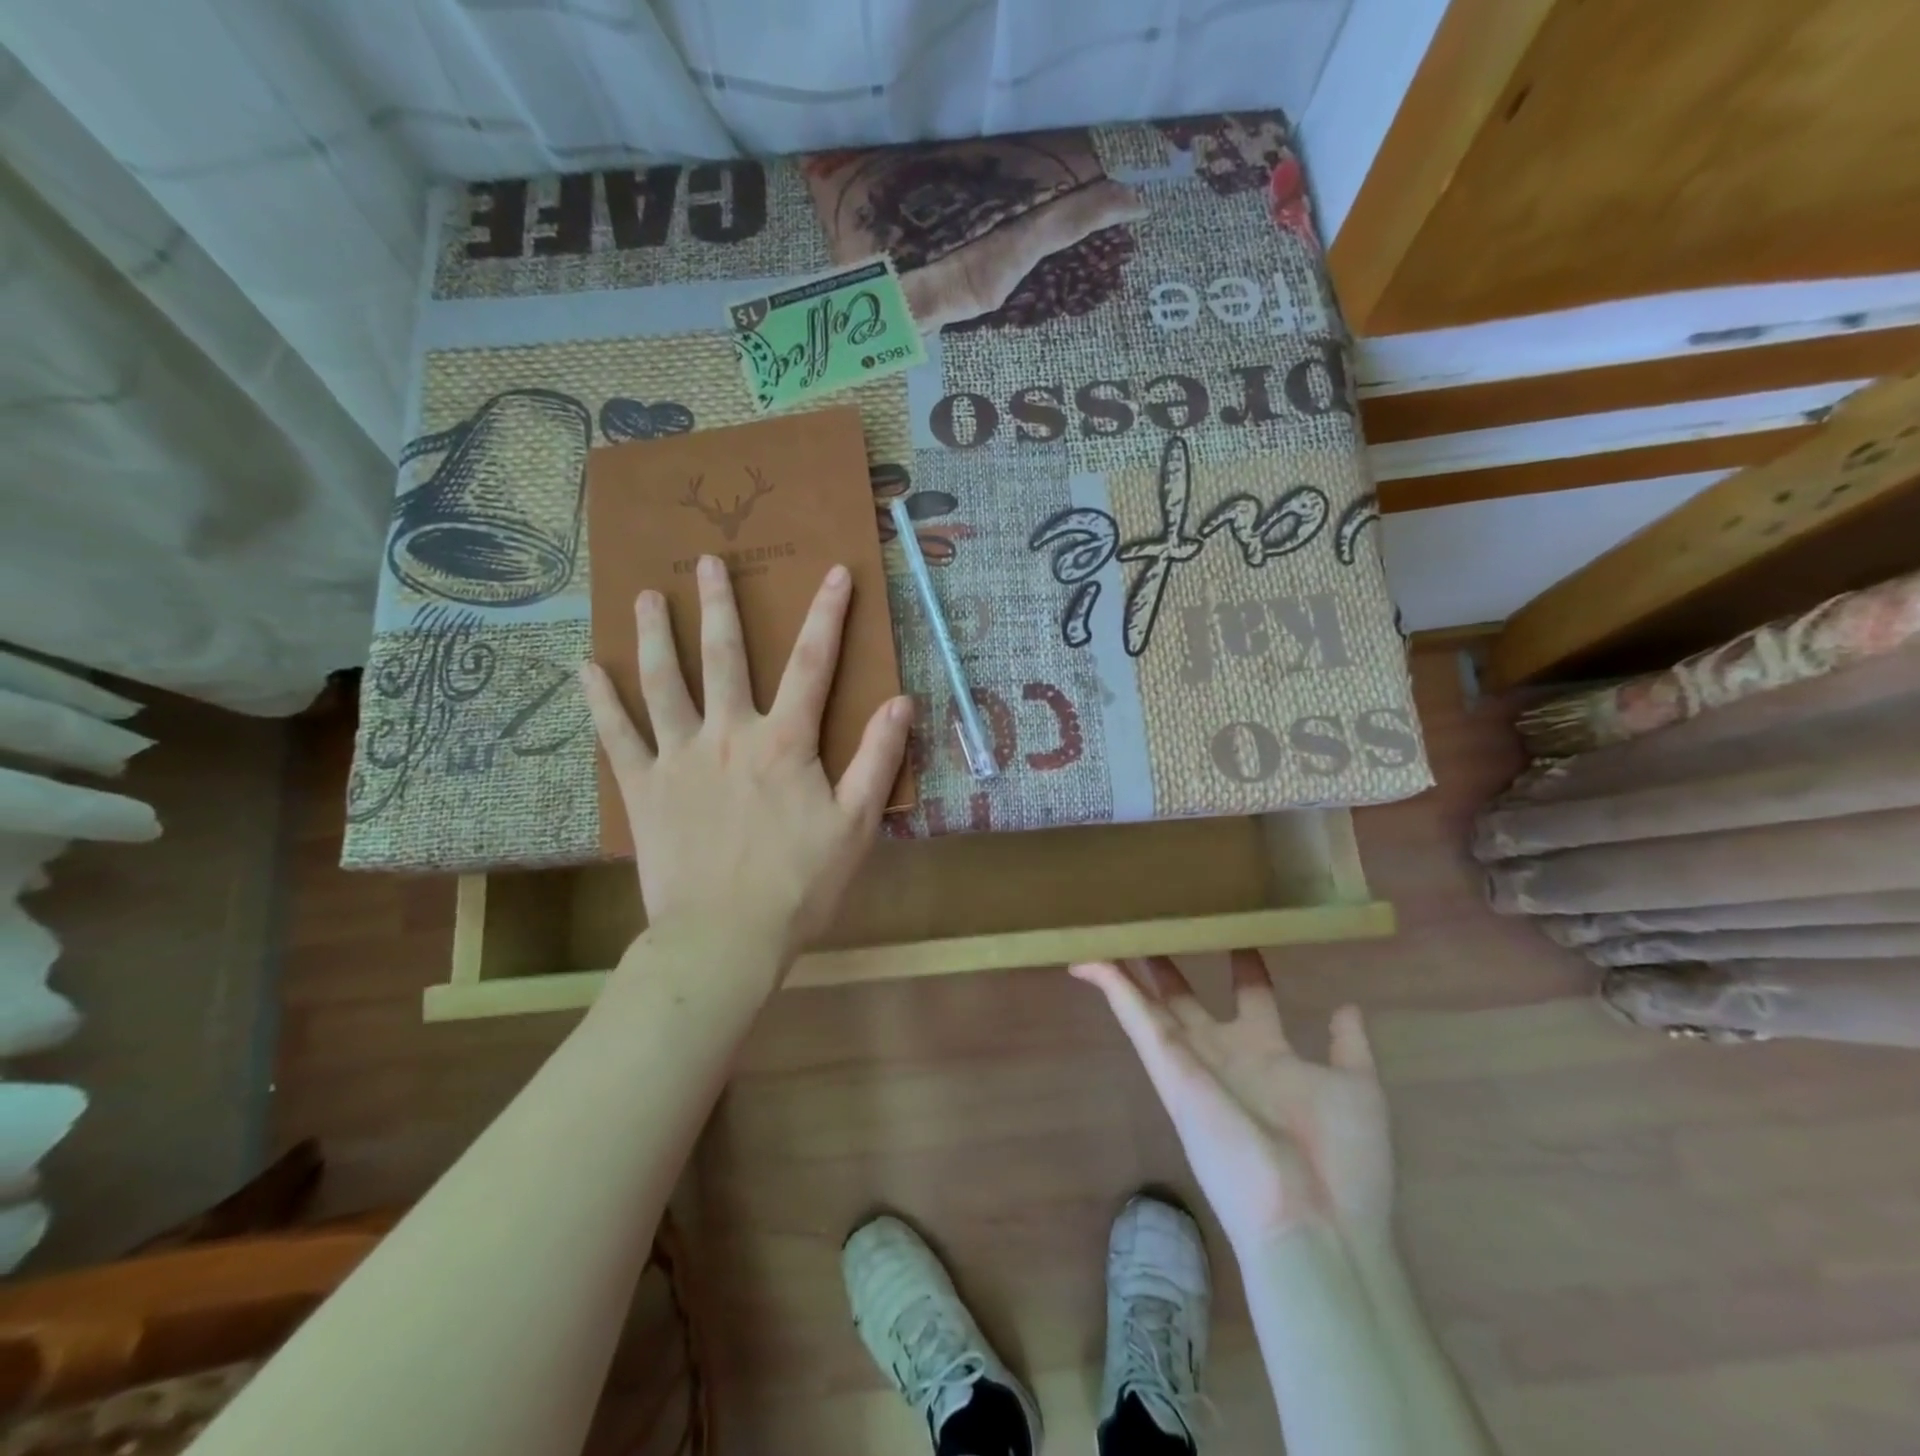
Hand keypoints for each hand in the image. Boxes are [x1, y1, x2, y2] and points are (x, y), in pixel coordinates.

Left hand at [580, 556, 912, 969]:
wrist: (725, 937)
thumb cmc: (799, 884)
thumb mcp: (857, 824)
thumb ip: (878, 759)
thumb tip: (901, 702)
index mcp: (784, 743)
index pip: (813, 664)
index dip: (828, 615)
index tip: (835, 572)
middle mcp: (728, 735)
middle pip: (725, 657)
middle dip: (720, 606)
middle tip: (707, 562)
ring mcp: (679, 758)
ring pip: (664, 683)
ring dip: (656, 635)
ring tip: (646, 596)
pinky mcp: (643, 788)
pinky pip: (616, 735)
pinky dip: (601, 700)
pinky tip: (585, 668)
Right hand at [1073, 951, 1392, 1252]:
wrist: (1314, 1221)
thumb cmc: (1342, 1159)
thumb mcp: (1357, 1090)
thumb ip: (1349, 1046)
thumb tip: (1347, 1006)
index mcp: (1269, 1055)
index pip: (1251, 997)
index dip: (1244, 966)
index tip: (1239, 934)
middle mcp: (1224, 1054)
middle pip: (1187, 1000)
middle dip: (1170, 967)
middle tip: (1156, 928)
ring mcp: (1191, 1060)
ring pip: (1150, 1005)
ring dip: (1128, 972)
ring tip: (1111, 935)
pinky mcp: (1167, 1066)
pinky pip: (1134, 1017)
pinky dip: (1111, 987)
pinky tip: (1089, 960)